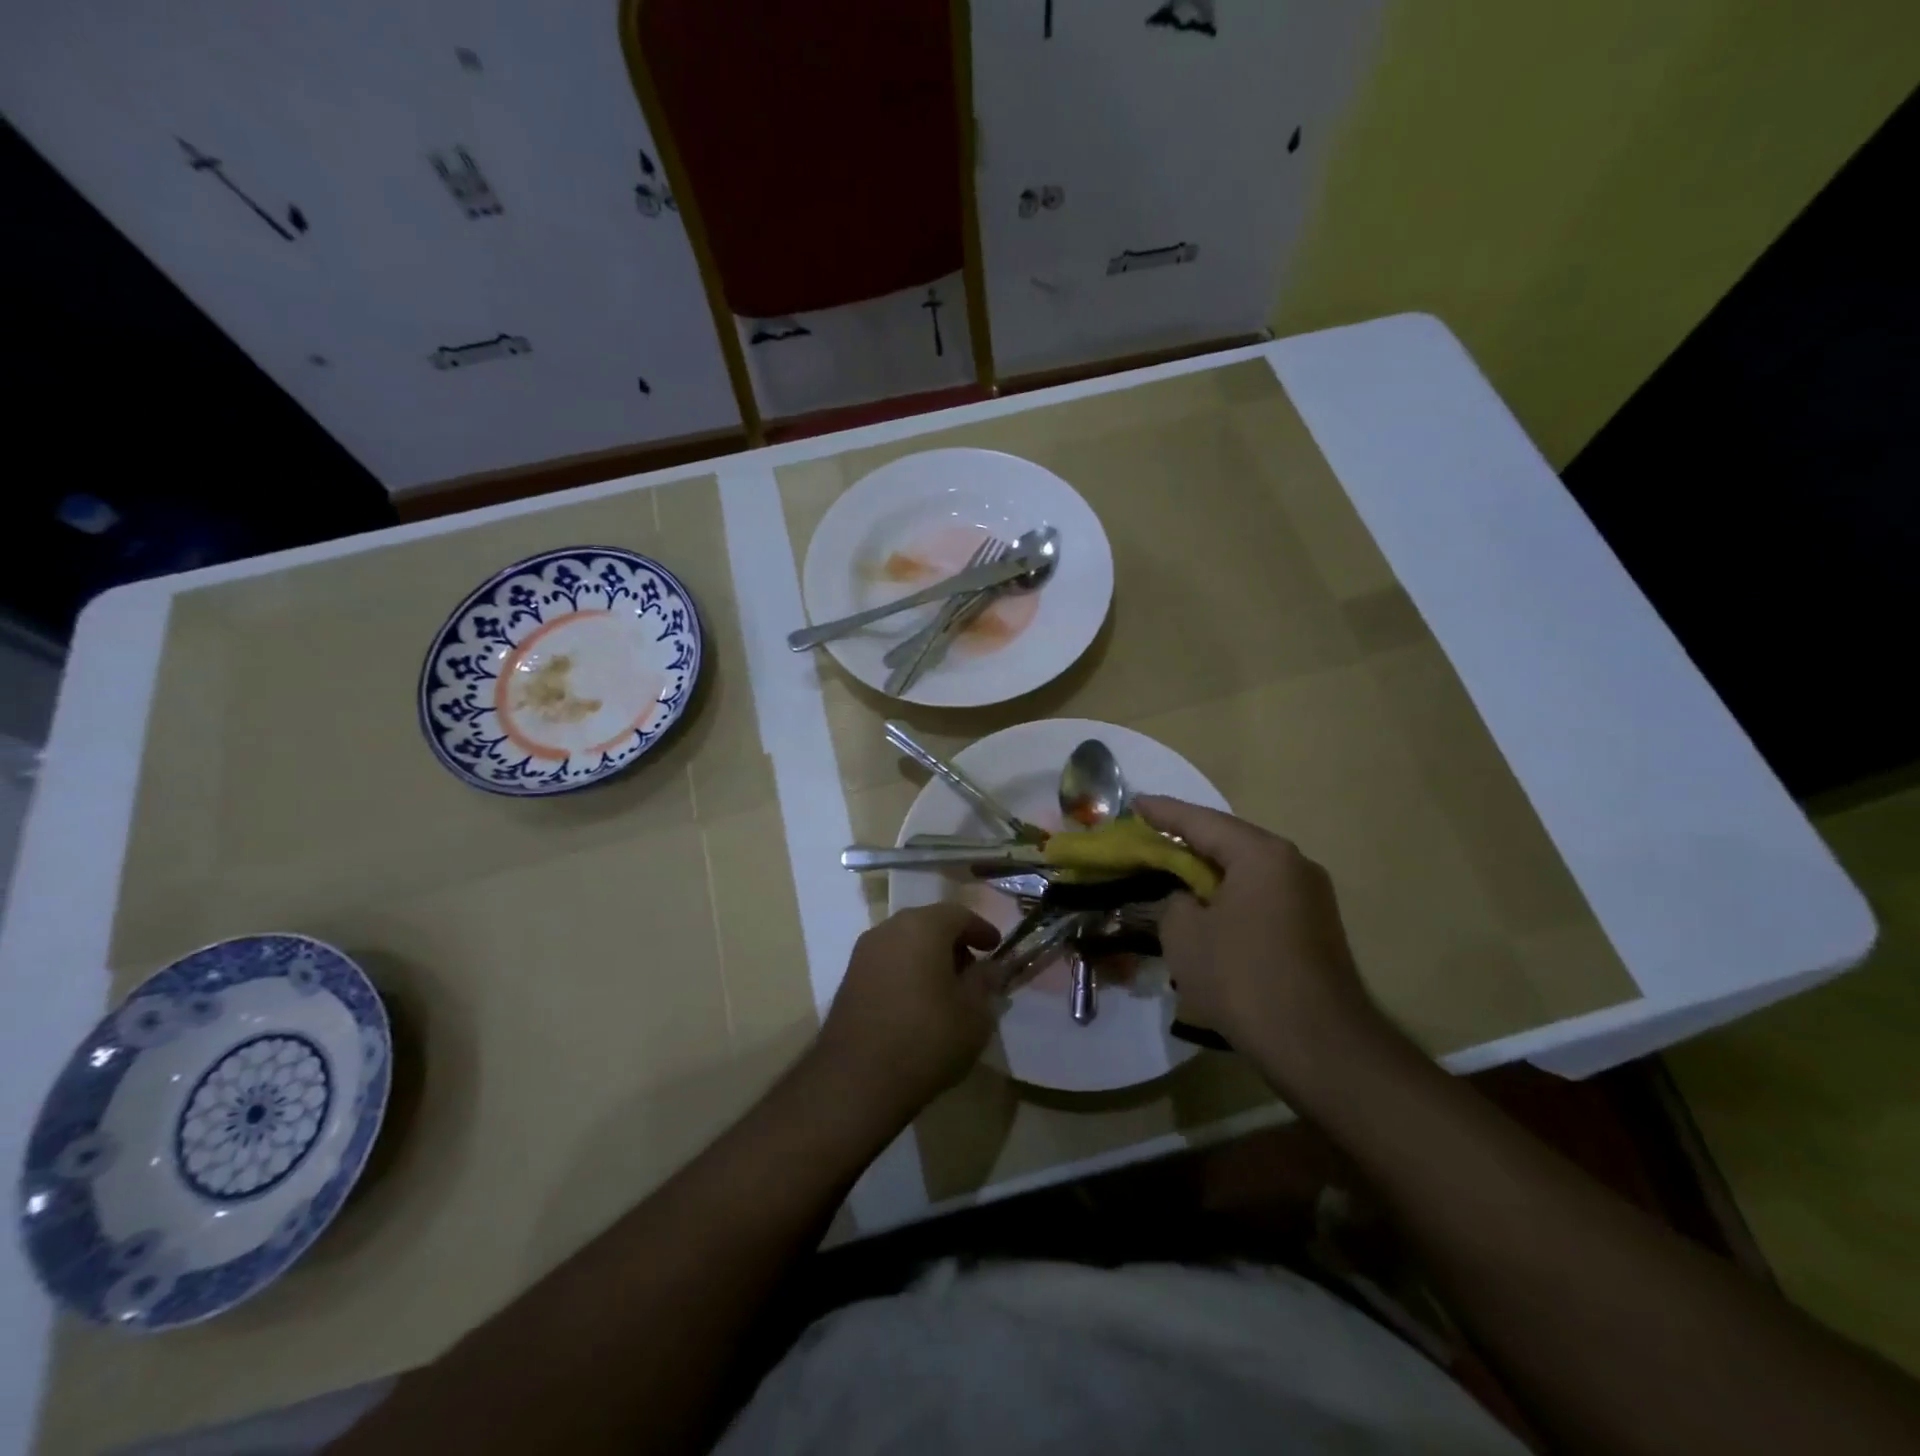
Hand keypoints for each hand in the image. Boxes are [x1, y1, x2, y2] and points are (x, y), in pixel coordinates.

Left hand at [815, 904, 1000, 1116]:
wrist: (856, 1079)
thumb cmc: (926, 1038)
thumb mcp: (974, 1014)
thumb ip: (985, 983)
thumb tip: (991, 968)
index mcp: (922, 926)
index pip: (959, 914)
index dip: (981, 930)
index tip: (996, 948)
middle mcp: (889, 929)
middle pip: (929, 924)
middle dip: (954, 943)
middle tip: (973, 970)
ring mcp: (863, 954)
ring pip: (905, 943)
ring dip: (928, 958)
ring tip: (947, 990)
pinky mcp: (848, 980)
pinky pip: (887, 964)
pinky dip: (907, 972)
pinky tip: (918, 1003)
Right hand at [1135, 796, 1383, 1094]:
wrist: (1319, 1046)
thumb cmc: (1242, 978)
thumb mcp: (1184, 934)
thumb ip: (1174, 902)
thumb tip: (1187, 900)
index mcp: (1261, 854)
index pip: (1200, 821)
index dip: (1162, 812)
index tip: (1132, 803)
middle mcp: (1293, 864)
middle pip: (1229, 841)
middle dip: (1187, 840)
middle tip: (1148, 836)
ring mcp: (1310, 896)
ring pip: (1247, 870)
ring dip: (1209, 870)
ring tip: (1172, 870)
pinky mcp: (1315, 928)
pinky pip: (1261, 895)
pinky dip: (1230, 895)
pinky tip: (1207, 908)